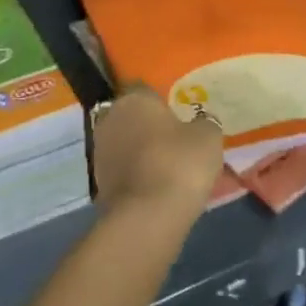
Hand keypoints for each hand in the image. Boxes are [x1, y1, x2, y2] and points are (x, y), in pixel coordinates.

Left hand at [90, 86, 222, 225]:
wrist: (148, 216)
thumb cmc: (179, 163)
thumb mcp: (208, 138)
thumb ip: (204, 123)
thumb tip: (200, 121)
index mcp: (134, 98)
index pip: (146, 89)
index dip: (163, 102)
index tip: (179, 117)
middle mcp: (111, 116)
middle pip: (133, 116)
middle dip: (149, 126)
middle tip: (175, 143)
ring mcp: (100, 149)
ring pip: (125, 142)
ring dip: (140, 151)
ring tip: (166, 168)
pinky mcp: (98, 180)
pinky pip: (122, 169)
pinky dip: (135, 174)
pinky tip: (155, 187)